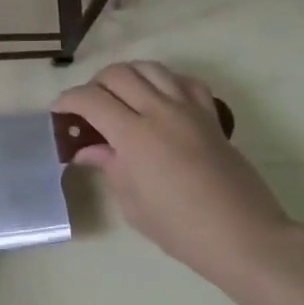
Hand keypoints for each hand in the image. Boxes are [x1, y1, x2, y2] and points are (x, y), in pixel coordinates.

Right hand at [55, 62, 293, 291]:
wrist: (244, 236)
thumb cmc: (181, 229)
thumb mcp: (133, 204)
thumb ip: (109, 167)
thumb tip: (88, 149)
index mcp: (135, 136)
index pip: (91, 99)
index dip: (69, 100)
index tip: (59, 111)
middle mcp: (160, 111)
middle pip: (119, 74)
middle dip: (95, 84)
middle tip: (88, 106)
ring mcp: (189, 109)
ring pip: (150, 68)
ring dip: (128, 76)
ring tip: (120, 96)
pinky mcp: (211, 115)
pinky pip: (184, 82)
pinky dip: (165, 81)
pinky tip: (159, 99)